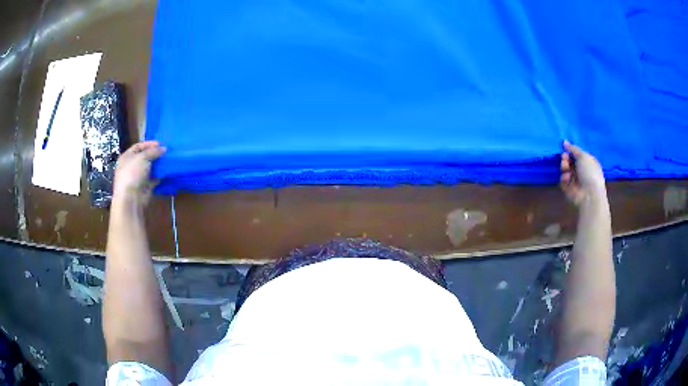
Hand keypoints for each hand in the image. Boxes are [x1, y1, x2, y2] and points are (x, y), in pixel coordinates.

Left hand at [113, 141, 164, 205]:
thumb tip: (164, 148)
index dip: (148, 144)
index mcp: (126, 157)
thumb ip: (153, 151)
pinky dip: (160, 175)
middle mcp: (131, 166)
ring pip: (149, 168)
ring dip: (158, 164)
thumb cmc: (132, 173)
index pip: (138, 146)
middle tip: (165, 151)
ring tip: (168, 160)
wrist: (130, 198)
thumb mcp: (142, 157)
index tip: (160, 143)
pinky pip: (154, 178)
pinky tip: (167, 171)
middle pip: (144, 157)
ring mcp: (138, 177)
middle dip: (154, 154)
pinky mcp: (144, 187)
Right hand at [560, 141, 605, 205]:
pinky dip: (564, 178)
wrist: (589, 194)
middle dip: (565, 158)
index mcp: (587, 162)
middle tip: (564, 158)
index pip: (577, 154)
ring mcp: (575, 180)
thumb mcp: (583, 156)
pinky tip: (567, 178)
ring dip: (564, 167)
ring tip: (565, 167)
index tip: (565, 148)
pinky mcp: (569, 189)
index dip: (570, 151)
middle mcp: (581, 171)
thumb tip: (564, 142)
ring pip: (565, 170)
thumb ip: (573, 148)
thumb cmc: (589, 172)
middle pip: (569, 161)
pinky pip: (563, 180)